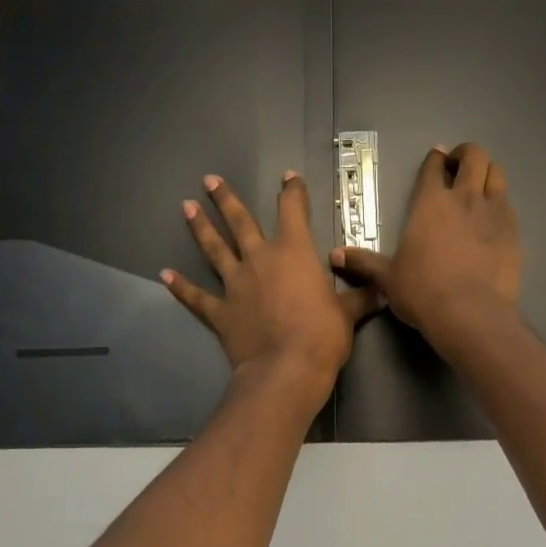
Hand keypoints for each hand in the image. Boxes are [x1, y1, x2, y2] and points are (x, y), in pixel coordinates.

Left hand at [164, 172, 380, 406]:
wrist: (286, 368)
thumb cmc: (323, 335)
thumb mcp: (348, 314)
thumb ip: (359, 298)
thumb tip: (380, 292)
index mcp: (294, 252)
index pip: (293, 210)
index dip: (292, 191)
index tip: (288, 177)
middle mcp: (260, 259)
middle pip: (240, 222)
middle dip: (226, 199)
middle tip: (209, 180)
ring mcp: (236, 284)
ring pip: (214, 249)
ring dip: (200, 228)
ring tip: (186, 208)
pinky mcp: (220, 312)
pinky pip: (196, 297)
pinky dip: (180, 287)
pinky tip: (164, 275)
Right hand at [332, 143, 521, 350]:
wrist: (470, 313)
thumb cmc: (422, 291)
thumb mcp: (387, 278)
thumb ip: (364, 262)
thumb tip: (334, 255)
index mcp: (430, 203)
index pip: (433, 167)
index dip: (435, 158)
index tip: (437, 157)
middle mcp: (463, 198)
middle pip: (474, 157)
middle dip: (467, 154)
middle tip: (459, 166)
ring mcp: (493, 212)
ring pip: (497, 173)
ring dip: (488, 172)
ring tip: (480, 183)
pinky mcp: (514, 231)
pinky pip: (509, 204)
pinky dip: (501, 202)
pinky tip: (495, 216)